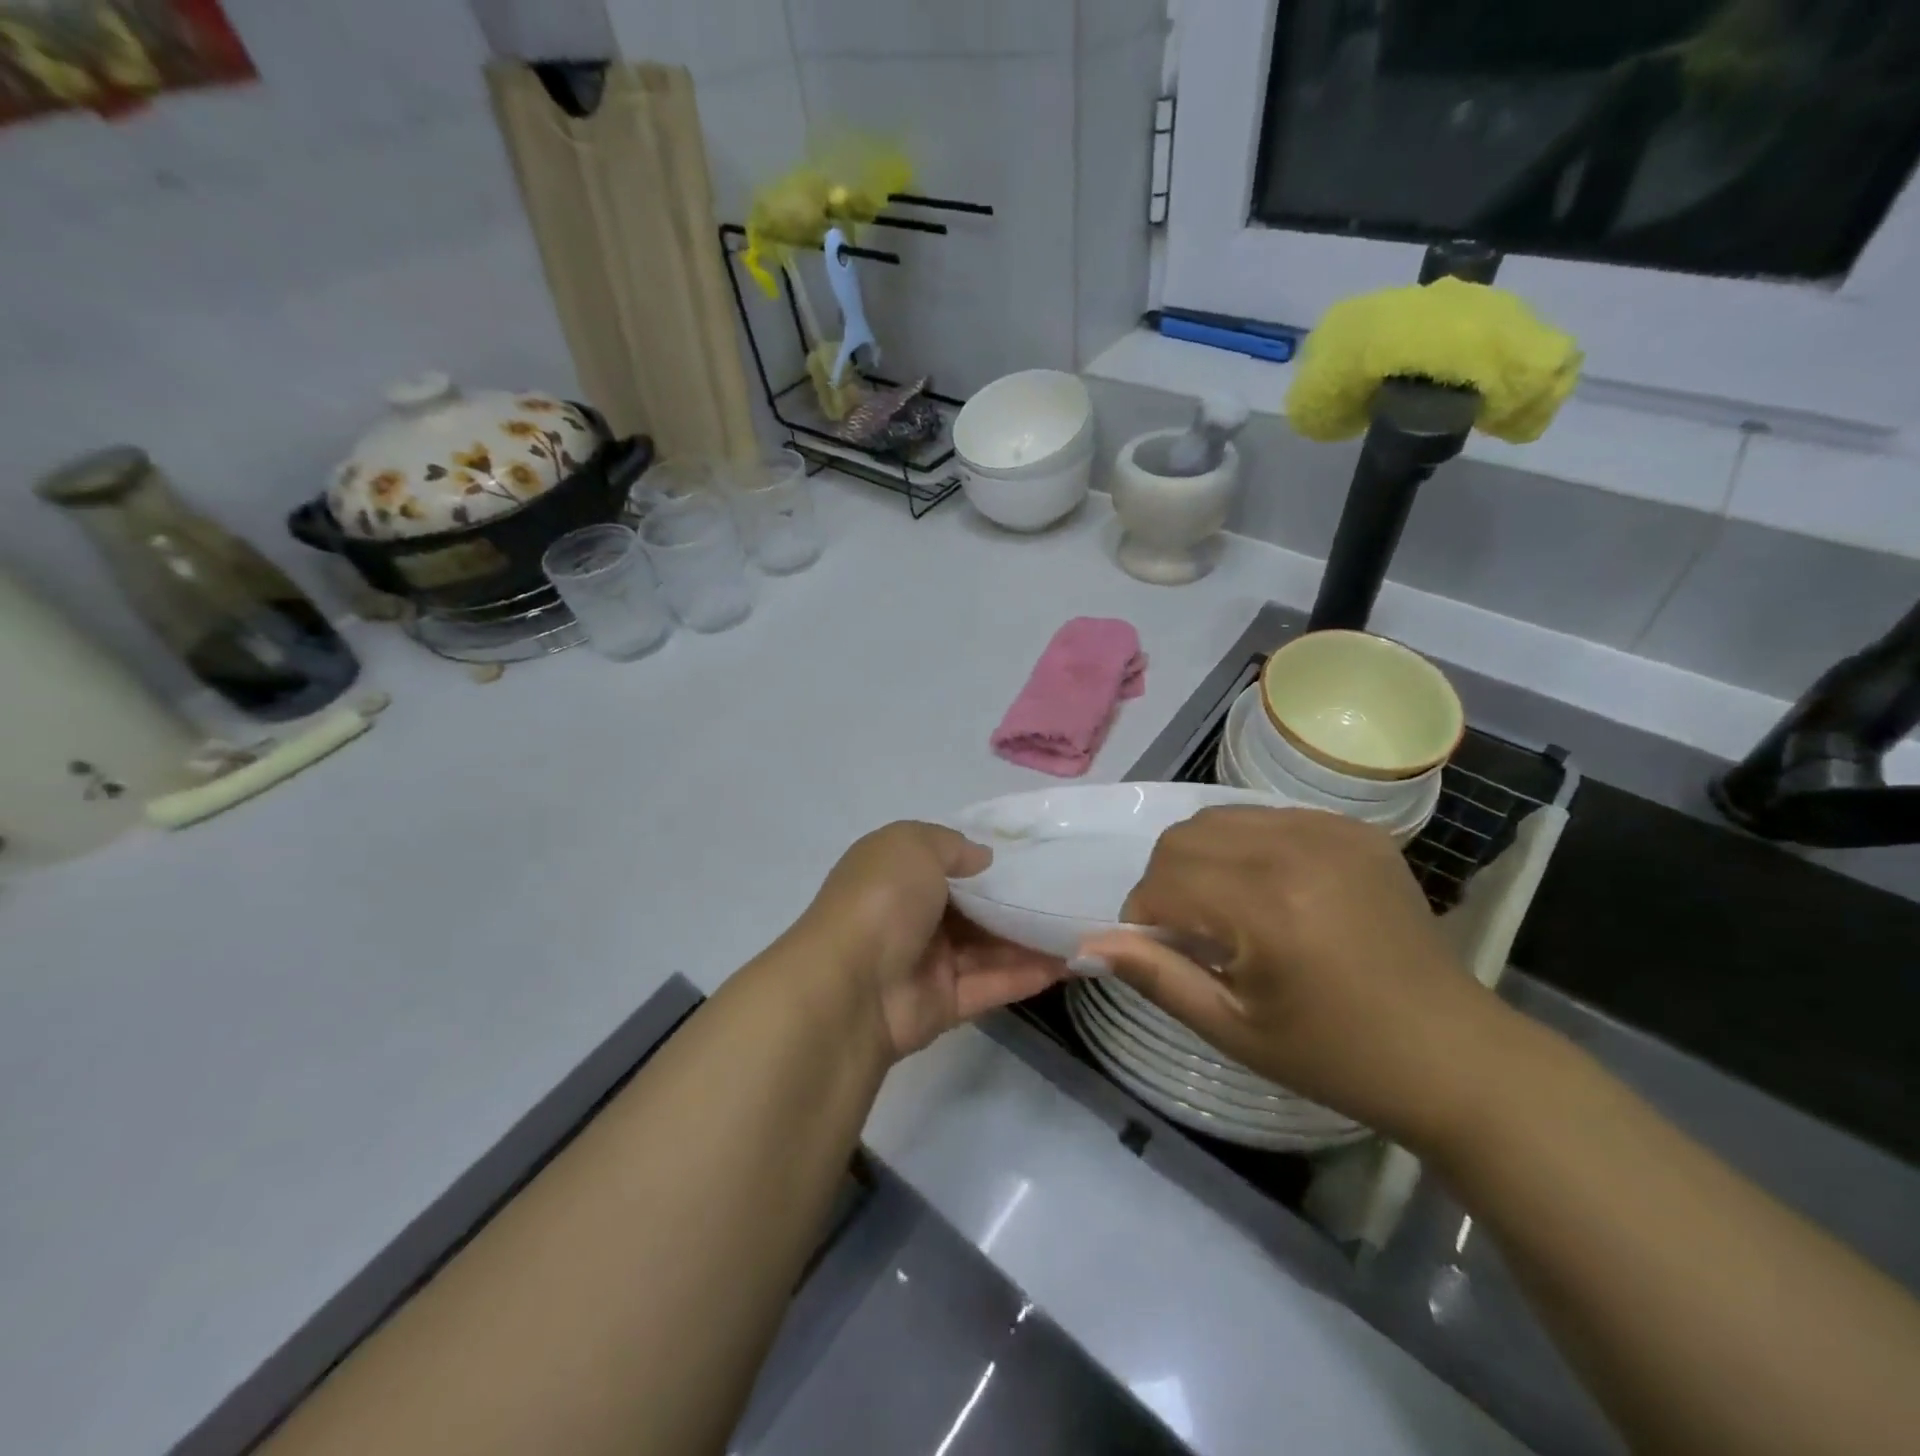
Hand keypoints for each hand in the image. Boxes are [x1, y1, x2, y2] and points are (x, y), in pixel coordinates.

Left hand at [798, 822, 1069, 1059]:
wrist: (850, 986)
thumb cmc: (882, 899)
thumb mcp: (913, 844)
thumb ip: (952, 845)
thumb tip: (984, 859)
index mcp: (898, 874)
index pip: (949, 863)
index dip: (989, 861)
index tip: (1035, 858)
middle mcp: (913, 915)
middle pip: (975, 908)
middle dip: (1018, 902)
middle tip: (1070, 893)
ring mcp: (929, 962)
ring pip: (989, 947)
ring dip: (1032, 939)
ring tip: (1082, 927)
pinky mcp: (945, 1004)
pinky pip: (993, 983)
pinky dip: (1029, 974)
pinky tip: (1071, 963)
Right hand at [1078, 807, 1508, 1143]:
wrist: (1453, 1055)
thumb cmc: (1335, 1056)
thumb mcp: (1232, 1029)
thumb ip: (1155, 977)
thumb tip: (1086, 946)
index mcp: (1266, 906)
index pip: (1162, 880)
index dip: (1143, 916)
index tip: (1161, 952)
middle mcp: (1295, 849)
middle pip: (1183, 838)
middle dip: (1167, 882)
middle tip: (1192, 933)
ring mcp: (1331, 831)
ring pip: (1220, 817)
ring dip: (1202, 858)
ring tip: (1228, 909)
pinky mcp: (1356, 829)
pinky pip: (1268, 816)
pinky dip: (1247, 846)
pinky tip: (1270, 890)